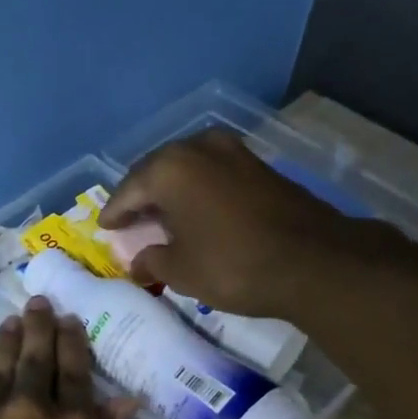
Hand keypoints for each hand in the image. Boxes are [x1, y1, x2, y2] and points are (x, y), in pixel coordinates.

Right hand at [96, 129, 370, 316]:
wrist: (312, 261)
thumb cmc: (232, 265)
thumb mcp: (181, 271)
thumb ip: (151, 261)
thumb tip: (138, 262)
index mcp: (169, 168)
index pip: (128, 190)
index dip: (114, 213)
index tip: (104, 228)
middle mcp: (198, 147)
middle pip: (156, 171)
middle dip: (141, 196)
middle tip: (130, 220)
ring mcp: (233, 151)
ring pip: (187, 169)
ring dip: (171, 192)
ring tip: (161, 217)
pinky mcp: (258, 165)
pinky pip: (213, 174)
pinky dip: (198, 191)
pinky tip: (196, 212)